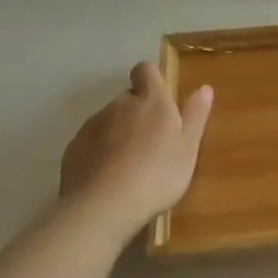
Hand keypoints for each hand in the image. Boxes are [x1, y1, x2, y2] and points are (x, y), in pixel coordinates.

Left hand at [58, 63, 213, 230]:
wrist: (102, 207)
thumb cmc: (157, 175)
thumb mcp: (188, 148)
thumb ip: (195, 116)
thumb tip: (204, 87)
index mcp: (151, 101)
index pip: (146, 71)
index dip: (152, 80)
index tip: (161, 100)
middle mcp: (119, 105)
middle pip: (128, 99)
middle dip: (138, 113)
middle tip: (152, 143)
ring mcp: (92, 125)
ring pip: (109, 121)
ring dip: (119, 133)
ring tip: (129, 166)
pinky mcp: (73, 148)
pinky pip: (91, 142)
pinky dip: (100, 152)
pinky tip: (108, 178)